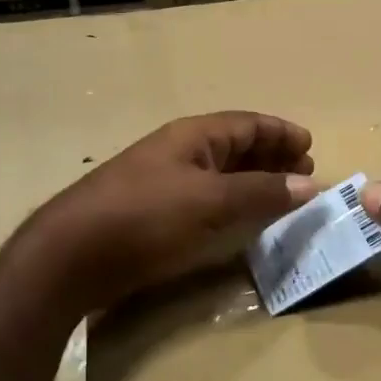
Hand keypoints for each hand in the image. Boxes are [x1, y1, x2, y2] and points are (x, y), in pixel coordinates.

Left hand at [22, 112, 316, 317]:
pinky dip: (231, 205)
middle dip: (271, 157)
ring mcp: (164, 183)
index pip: (247, 124)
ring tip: (281, 199)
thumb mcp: (210, 201)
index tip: (309, 147)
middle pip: (235, 146)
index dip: (280, 133)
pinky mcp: (154, 215)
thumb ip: (261, 192)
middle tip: (302, 176)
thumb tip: (308, 184)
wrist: (71, 256)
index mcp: (193, 136)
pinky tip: (241, 223)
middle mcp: (180, 152)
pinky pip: (206, 201)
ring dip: (253, 183)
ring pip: (221, 175)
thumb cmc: (145, 216)